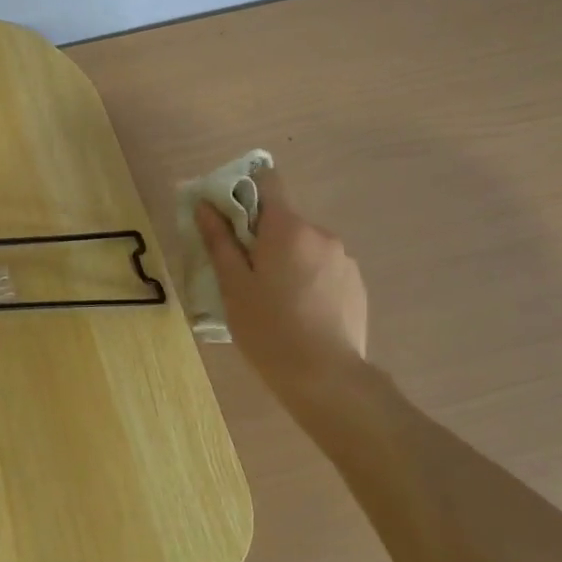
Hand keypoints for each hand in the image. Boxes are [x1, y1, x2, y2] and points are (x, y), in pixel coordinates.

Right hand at [194, 166, 369, 402]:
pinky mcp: (356, 284)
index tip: (228, 218)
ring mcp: (343, 258)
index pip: (267, 181)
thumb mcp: (233, 285)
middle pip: (283, 220)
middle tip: (245, 275)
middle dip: (263, 237)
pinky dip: (308, 279)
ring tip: (275, 300)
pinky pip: (324, 268)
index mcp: (288, 228)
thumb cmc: (269, 329)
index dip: (244, 191)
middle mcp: (320, 233)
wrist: (327, 379)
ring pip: (304, 246)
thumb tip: (205, 205)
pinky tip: (301, 313)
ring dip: (287, 259)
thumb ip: (219, 240)